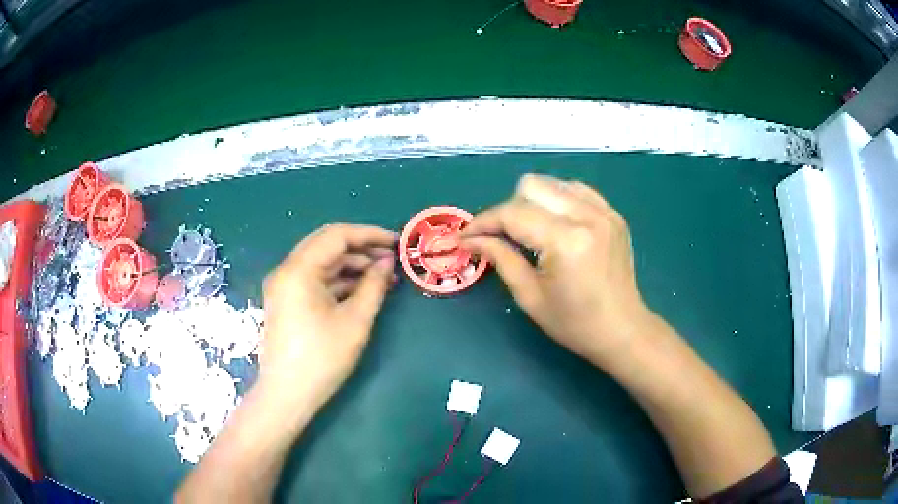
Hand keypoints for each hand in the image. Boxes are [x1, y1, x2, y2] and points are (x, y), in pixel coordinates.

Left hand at [258, 224, 396, 409]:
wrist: (288, 394)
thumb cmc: (322, 358)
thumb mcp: (355, 320)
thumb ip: (374, 285)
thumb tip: (387, 262)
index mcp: (298, 269)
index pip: (337, 236)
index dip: (369, 235)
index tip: (396, 242)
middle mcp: (286, 270)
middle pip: (327, 245)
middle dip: (361, 249)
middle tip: (391, 259)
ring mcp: (284, 286)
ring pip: (321, 263)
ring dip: (351, 266)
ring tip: (383, 278)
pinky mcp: (286, 300)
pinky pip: (315, 280)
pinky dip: (338, 281)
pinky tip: (362, 290)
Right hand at [461, 174, 654, 370]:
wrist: (622, 329)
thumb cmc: (574, 323)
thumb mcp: (530, 296)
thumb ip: (500, 258)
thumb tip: (471, 239)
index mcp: (566, 241)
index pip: (513, 214)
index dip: (483, 222)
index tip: (465, 235)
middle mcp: (587, 216)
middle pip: (531, 186)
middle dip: (508, 209)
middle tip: (502, 237)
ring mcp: (604, 211)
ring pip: (553, 183)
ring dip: (533, 202)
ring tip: (530, 231)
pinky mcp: (613, 214)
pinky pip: (576, 190)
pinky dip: (558, 201)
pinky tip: (555, 224)